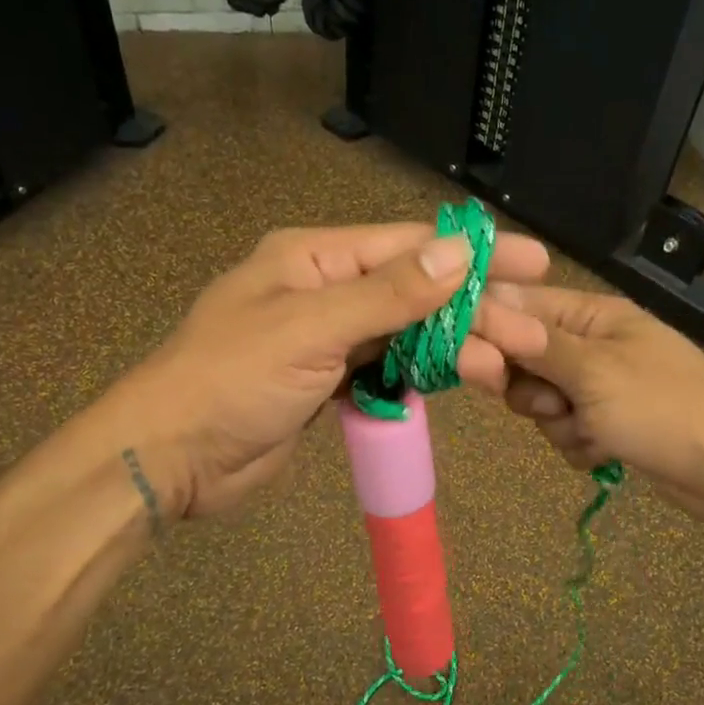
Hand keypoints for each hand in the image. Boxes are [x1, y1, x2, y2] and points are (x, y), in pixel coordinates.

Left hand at [115, 223, 550, 517]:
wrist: (171, 458)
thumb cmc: (232, 380)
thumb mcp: (311, 328)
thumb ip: (388, 293)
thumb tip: (459, 252)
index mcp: (313, 258)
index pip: (408, 246)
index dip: (473, 253)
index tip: (532, 263)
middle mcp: (324, 289)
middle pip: (414, 292)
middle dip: (473, 311)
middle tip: (532, 334)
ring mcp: (327, 338)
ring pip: (406, 333)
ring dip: (454, 348)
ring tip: (505, 369)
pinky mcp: (328, 382)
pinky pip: (387, 368)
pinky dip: (422, 375)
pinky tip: (461, 382)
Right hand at [493, 284, 703, 527]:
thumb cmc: (667, 409)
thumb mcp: (595, 373)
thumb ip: (536, 344)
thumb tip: (485, 302)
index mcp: (595, 317)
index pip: (522, 308)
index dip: (491, 330)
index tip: (469, 360)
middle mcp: (595, 346)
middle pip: (526, 359)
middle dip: (531, 389)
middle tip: (553, 404)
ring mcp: (603, 388)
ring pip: (543, 402)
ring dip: (559, 424)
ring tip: (592, 432)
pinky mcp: (611, 426)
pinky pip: (568, 431)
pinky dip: (580, 445)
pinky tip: (606, 453)